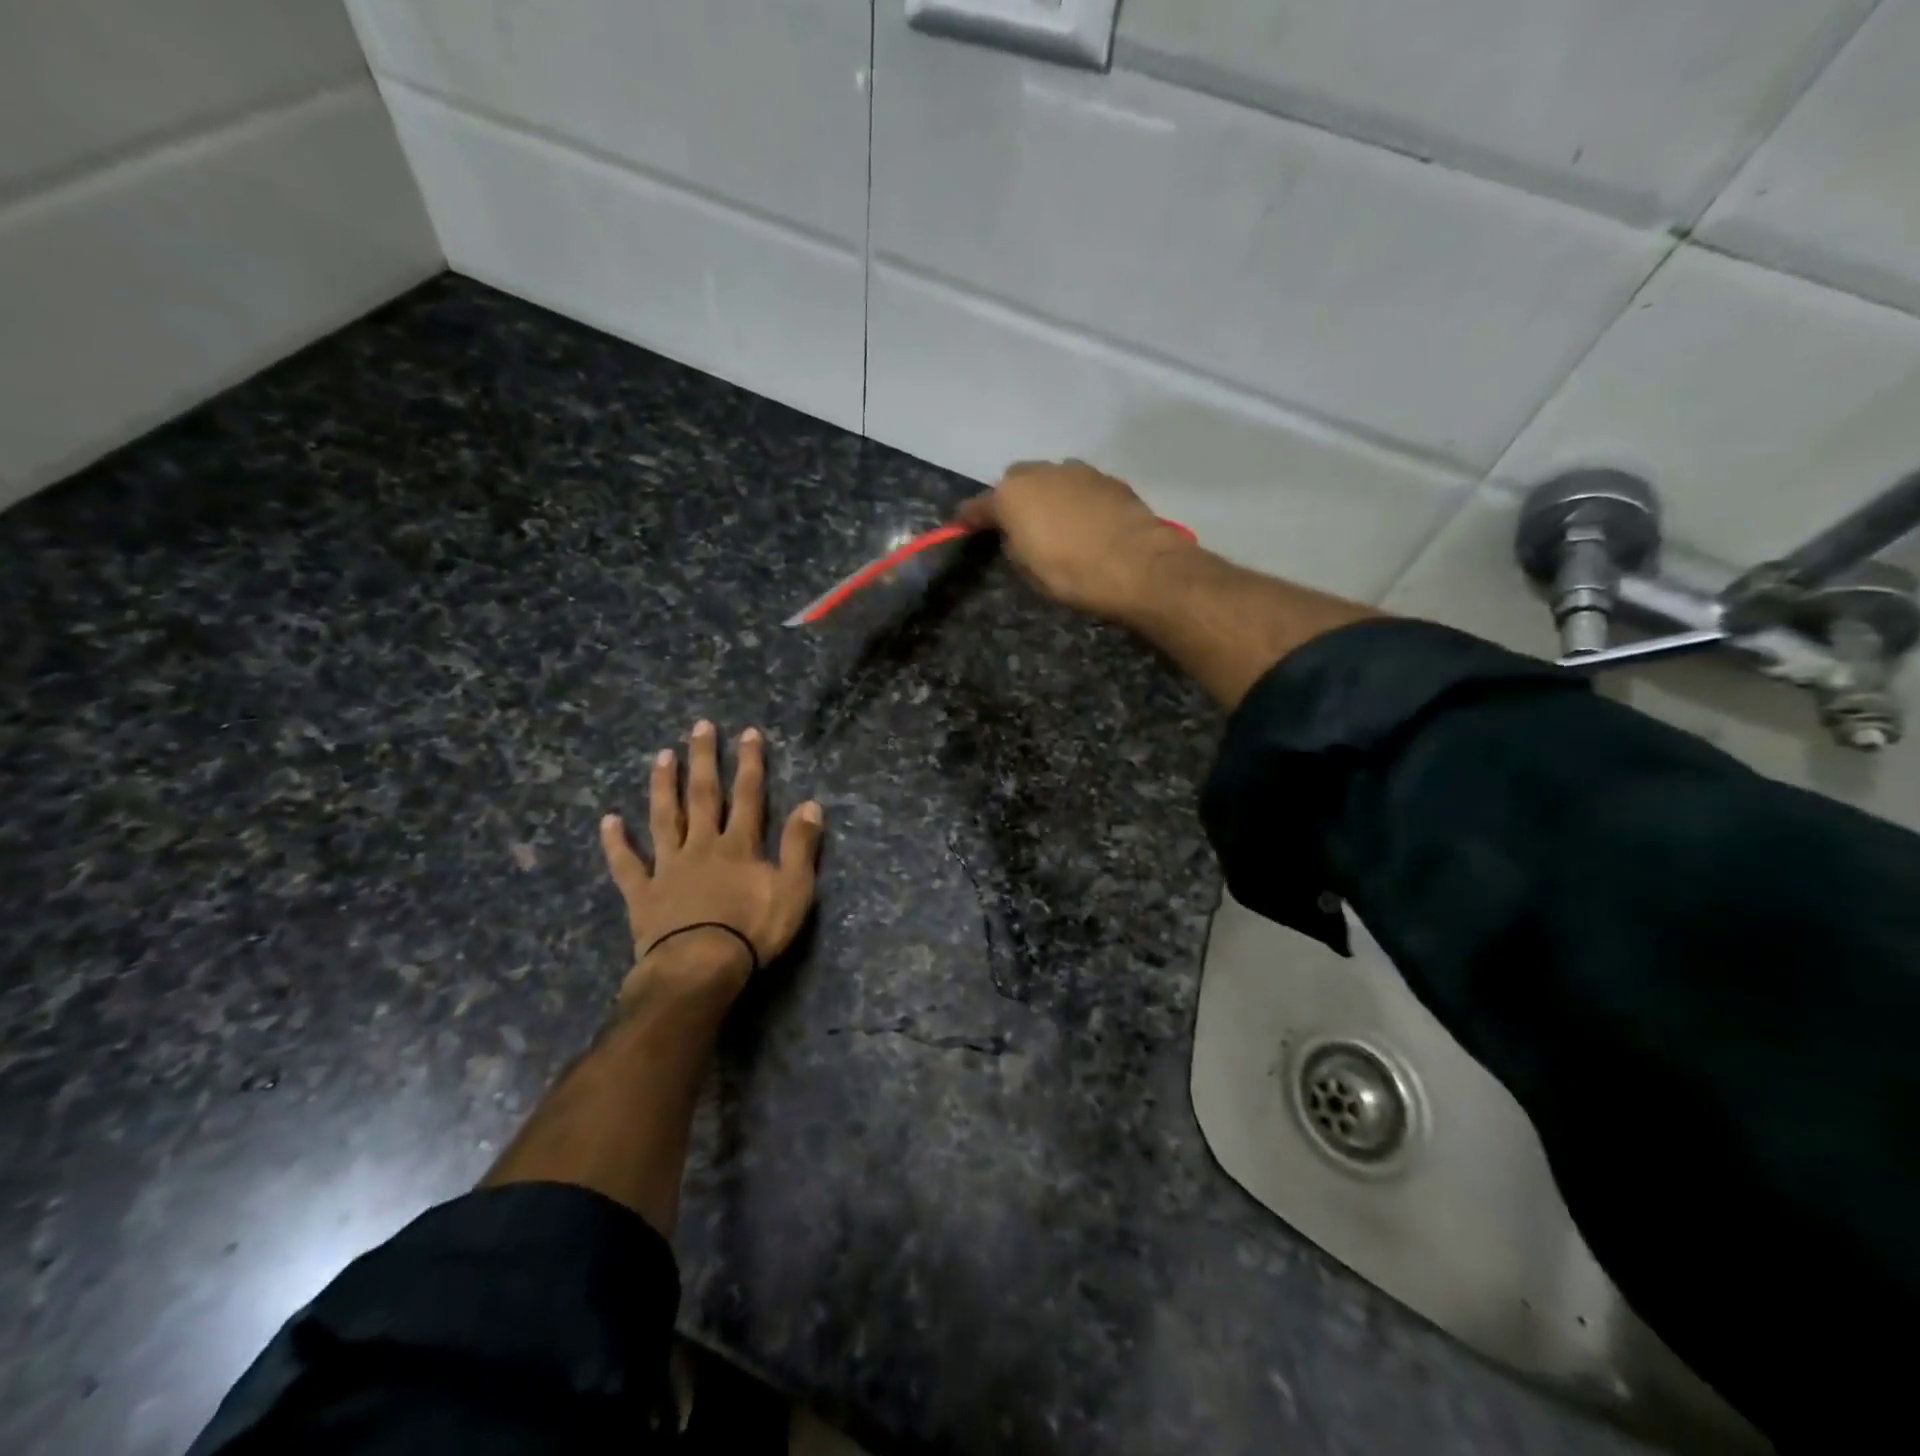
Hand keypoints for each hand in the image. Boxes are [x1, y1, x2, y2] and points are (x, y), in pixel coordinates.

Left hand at [599, 720, 823, 1004]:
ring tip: (661, 756)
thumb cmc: (752, 931)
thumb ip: (800, 846)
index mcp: (739, 845)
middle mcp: (702, 846)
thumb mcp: (794, 890)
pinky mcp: (643, 894)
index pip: (748, 795)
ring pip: (664, 818)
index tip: (748, 733)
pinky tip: (608, 821)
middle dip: (704, 759)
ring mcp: (668, 867)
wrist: (699, 969)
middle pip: (703, 795)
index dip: (750, 763)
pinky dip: (616, 843)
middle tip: (699, 727)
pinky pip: (627, 864)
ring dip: (663, 786)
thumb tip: (810, 804)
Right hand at [958, 459, 1193, 620]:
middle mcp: (1041, 472)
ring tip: (1055, 523)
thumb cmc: (1071, 573)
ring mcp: (1078, 471)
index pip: (979, 506)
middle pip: (1016, 482)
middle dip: (1013, 500)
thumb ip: (1014, 544)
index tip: (962, 526)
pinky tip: (1085, 522)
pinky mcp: (1109, 479)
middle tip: (1018, 526)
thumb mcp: (1028, 569)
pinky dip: (1076, 500)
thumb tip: (1017, 534)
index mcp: (1012, 495)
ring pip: (1051, 479)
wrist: (1137, 564)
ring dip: (1047, 496)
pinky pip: (1080, 487)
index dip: (969, 519)